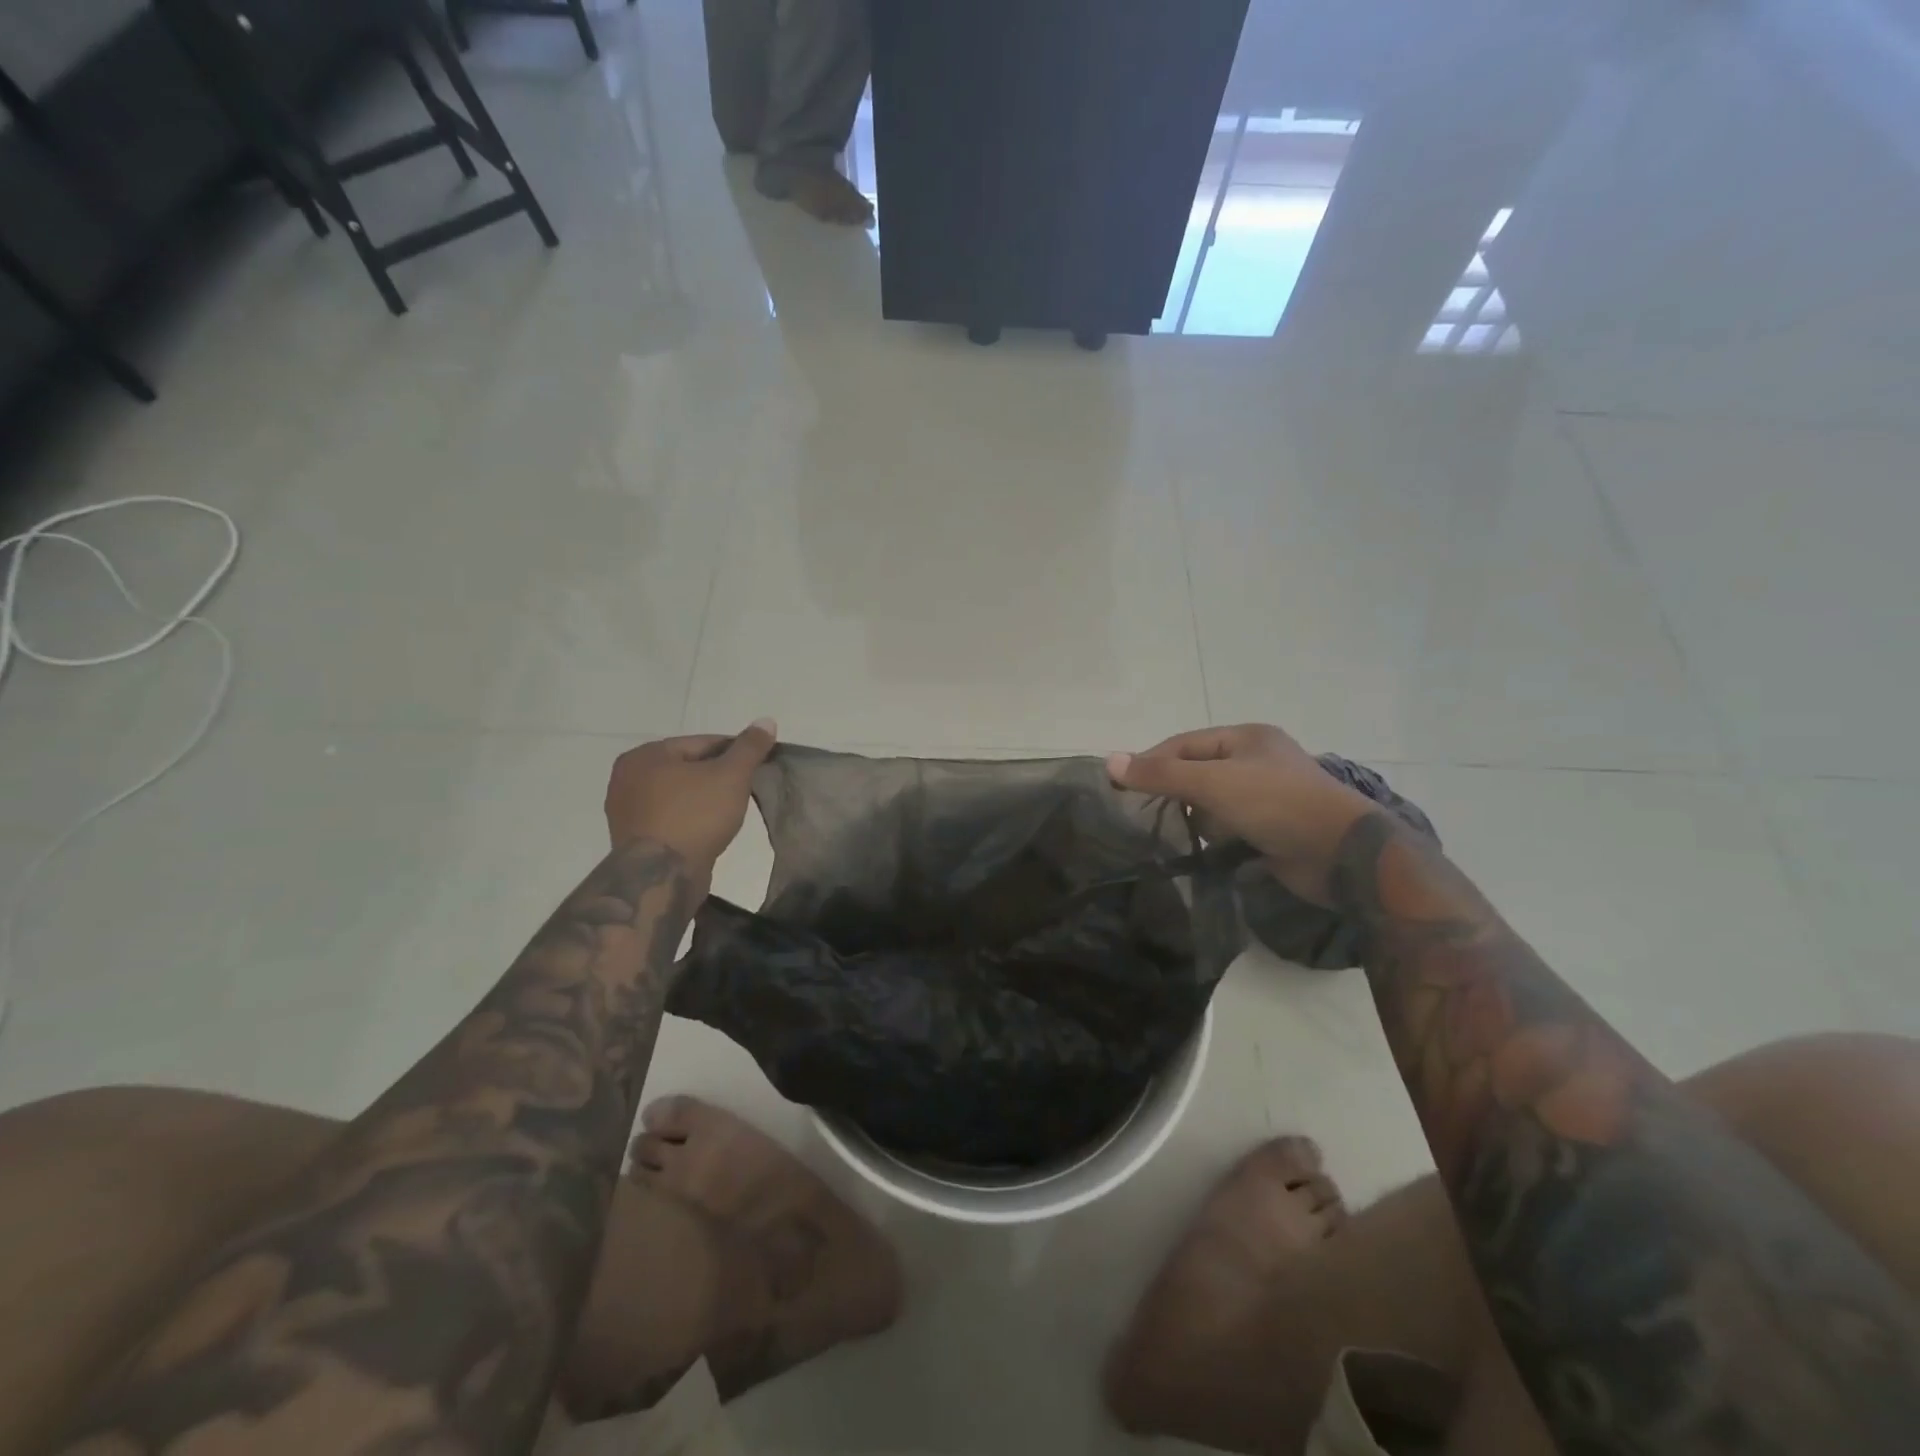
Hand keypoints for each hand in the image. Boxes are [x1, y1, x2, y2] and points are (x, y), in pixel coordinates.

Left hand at [605, 720, 778, 875]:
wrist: (663, 876)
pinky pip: (670, 819)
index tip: (758, 766)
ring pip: (679, 795)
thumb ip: (750, 747)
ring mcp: (625, 811)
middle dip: (717, 777)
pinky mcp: (632, 839)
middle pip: (688, 768)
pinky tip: (709, 830)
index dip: (735, 753)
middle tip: (746, 790)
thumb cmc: (695, 816)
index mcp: (645, 755)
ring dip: (704, 800)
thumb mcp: (731, 775)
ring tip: (731, 812)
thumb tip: (766, 720)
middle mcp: (626, 778)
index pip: (702, 743)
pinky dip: (690, 819)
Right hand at [1107, 725, 1376, 904]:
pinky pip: (1231, 825)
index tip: (1120, 785)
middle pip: (1198, 770)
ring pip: (1213, 800)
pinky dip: (1215, 836)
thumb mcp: (1213, 783)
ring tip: (1173, 832)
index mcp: (1246, 738)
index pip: (1184, 743)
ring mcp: (1267, 795)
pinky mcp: (1273, 827)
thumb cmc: (1276, 804)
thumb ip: (1161, 774)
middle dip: (1174, 790)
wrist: (1342, 854)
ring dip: (1196, 816)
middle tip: (1142, 812)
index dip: (1151, 761)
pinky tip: (1202, 848)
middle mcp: (1257, 761)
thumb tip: (1109, 761)